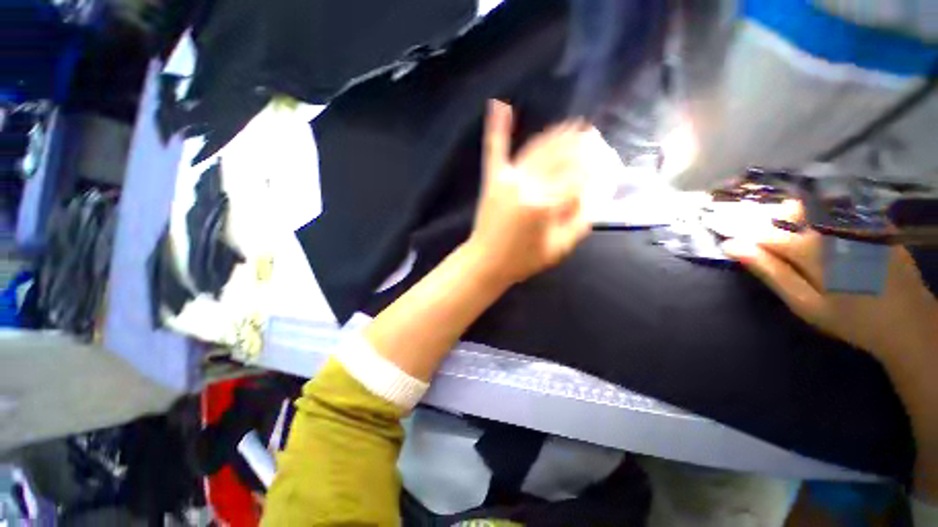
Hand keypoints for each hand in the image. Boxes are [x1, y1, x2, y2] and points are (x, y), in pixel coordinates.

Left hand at [466, 100, 592, 286]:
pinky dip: (498, 128)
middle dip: (582, 143)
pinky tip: (500, 105)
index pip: (579, 176)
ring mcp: (507, 179)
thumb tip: (596, 191)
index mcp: (545, 204)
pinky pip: (495, 150)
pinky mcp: (492, 179)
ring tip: (575, 124)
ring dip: (558, 133)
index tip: (609, 162)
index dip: (597, 166)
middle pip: (561, 155)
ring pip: (538, 147)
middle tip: (596, 136)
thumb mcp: (559, 247)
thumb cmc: (523, 259)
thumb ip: (580, 218)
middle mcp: (527, 184)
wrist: (485, 262)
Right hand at [721, 201, 937, 370]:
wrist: (909, 322)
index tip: (729, 239)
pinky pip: (841, 207)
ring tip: (796, 237)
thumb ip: (770, 272)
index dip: (743, 235)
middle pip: (789, 211)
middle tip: (769, 242)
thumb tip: (732, 246)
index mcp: (811, 249)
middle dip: (771, 222)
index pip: (763, 233)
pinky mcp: (873, 222)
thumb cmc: (851, 319)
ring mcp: (856, 221)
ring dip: (796, 216)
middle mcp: (831, 226)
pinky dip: (824, 213)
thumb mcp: (804, 303)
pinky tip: (826, 232)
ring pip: (814, 205)